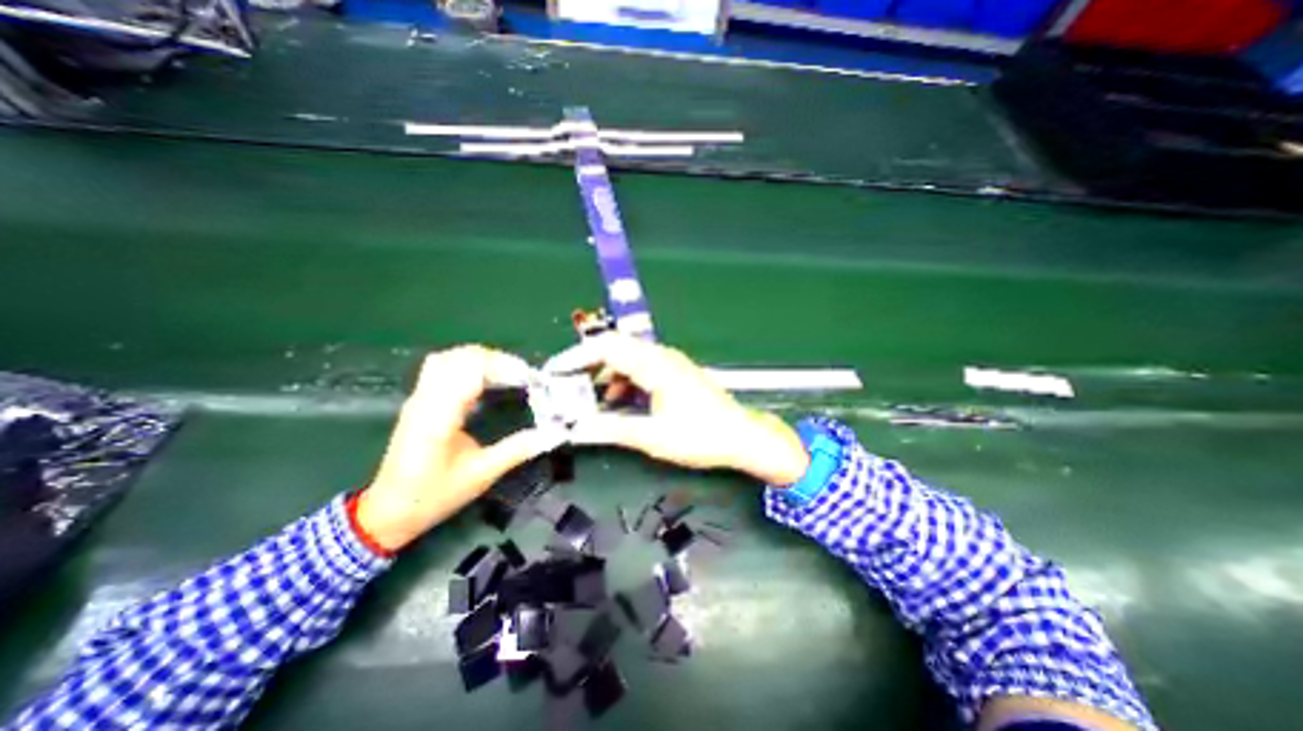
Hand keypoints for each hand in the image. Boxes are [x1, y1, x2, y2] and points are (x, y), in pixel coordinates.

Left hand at [354, 346, 561, 550]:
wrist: (388, 511)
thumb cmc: (433, 496)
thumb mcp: (481, 475)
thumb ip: (517, 450)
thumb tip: (552, 434)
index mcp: (439, 417)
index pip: (471, 370)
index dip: (505, 367)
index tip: (531, 380)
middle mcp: (426, 400)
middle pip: (461, 357)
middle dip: (498, 360)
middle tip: (524, 377)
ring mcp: (419, 398)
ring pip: (450, 357)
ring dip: (483, 359)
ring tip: (508, 374)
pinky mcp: (419, 401)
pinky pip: (443, 367)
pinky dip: (469, 365)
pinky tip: (486, 380)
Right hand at [544, 333, 811, 486]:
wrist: (742, 437)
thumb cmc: (701, 437)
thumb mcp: (653, 437)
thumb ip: (612, 430)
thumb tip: (577, 429)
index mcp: (654, 365)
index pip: (607, 347)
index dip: (577, 356)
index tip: (555, 373)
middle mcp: (661, 356)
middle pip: (615, 348)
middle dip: (588, 365)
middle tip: (568, 387)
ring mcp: (670, 363)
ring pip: (628, 358)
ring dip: (607, 375)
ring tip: (591, 400)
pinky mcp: (675, 373)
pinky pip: (642, 368)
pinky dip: (624, 381)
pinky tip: (619, 402)